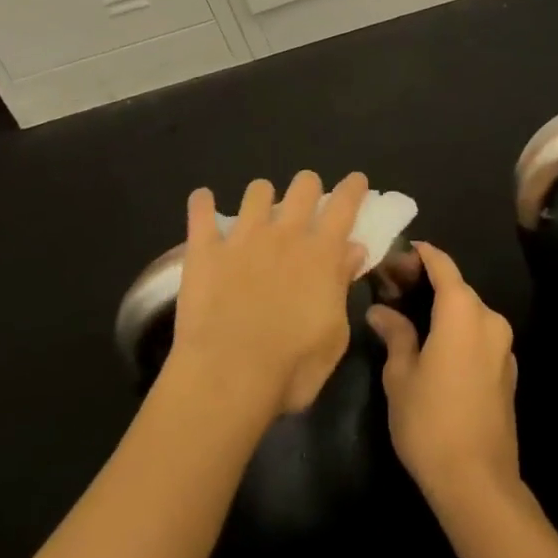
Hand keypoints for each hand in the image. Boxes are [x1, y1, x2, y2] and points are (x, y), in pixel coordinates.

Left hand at [167, 170, 369, 417]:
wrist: (228, 377)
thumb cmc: (291, 368)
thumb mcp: (334, 337)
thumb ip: (342, 287)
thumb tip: (353, 250)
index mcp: (321, 254)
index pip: (344, 206)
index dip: (353, 188)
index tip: (356, 181)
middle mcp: (285, 234)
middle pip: (303, 185)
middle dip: (308, 187)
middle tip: (305, 204)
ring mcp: (243, 237)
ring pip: (257, 191)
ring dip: (261, 197)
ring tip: (256, 212)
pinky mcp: (206, 249)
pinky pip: (201, 212)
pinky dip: (202, 203)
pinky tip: (202, 201)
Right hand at [367, 243, 519, 505]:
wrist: (479, 485)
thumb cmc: (431, 421)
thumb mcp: (400, 375)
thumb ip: (395, 334)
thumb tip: (381, 312)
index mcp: (462, 310)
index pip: (441, 264)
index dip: (419, 254)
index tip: (397, 254)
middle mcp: (489, 318)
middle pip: (456, 287)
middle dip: (426, 282)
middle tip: (394, 289)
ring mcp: (503, 346)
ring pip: (468, 312)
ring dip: (442, 308)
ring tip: (410, 317)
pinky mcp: (507, 372)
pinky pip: (479, 336)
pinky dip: (457, 331)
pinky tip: (435, 348)